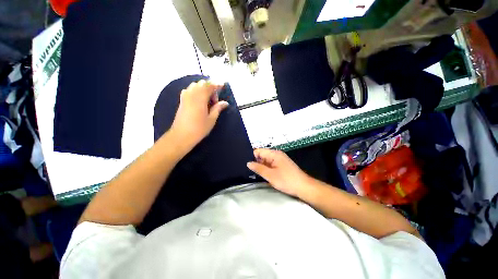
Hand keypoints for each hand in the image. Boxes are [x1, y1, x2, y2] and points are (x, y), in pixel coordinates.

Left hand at [169, 80, 228, 150]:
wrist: (181, 136)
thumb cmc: (199, 129)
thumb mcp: (211, 119)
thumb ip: (218, 108)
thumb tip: (225, 103)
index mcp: (200, 98)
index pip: (209, 85)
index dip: (217, 84)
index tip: (223, 87)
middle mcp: (192, 94)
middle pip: (202, 84)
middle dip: (210, 88)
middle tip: (214, 101)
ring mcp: (185, 97)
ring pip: (194, 86)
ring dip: (203, 89)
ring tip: (207, 101)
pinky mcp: (182, 101)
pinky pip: (189, 90)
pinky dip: (196, 92)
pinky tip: (199, 101)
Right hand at [247, 149, 311, 196]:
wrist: (304, 187)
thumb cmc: (287, 180)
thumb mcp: (270, 175)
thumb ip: (258, 168)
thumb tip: (248, 163)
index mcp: (274, 154)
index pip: (259, 151)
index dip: (251, 156)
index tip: (244, 163)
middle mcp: (276, 155)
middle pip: (262, 156)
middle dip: (255, 162)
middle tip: (247, 170)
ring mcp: (279, 161)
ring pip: (266, 161)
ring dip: (260, 167)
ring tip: (251, 173)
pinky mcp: (281, 166)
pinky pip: (270, 165)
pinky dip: (266, 169)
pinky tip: (261, 175)